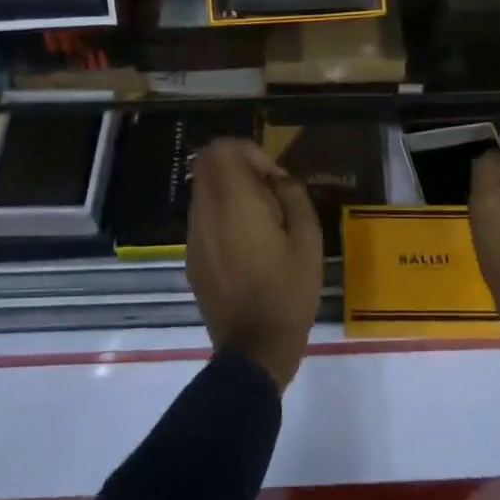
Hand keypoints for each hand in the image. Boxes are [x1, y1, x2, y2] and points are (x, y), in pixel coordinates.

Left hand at [187, 138, 323, 390]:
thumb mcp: (308, 240)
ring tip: (262, 222)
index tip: (274, 178)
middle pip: (207, 166)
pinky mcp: (192, 258)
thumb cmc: (288, 291)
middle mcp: (205, 214)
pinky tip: (248, 246)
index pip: (222, 151)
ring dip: (231, 194)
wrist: (254, 349)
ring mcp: (194, 237)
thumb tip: (279, 178)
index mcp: (234, 204)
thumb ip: (293, 197)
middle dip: (239, 170)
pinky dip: (223, 217)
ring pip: (204, 192)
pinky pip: (203, 219)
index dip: (249, 153)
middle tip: (269, 194)